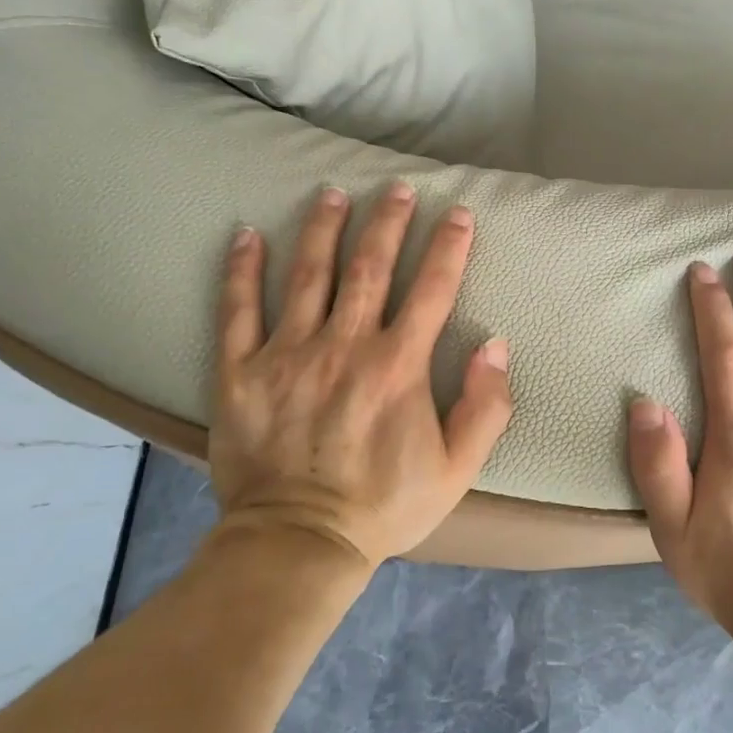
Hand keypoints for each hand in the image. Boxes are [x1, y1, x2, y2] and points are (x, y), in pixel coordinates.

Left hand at [208, 183, 513, 569]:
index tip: (458, 213)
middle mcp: (345, 346)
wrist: (298, 544)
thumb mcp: (458, 469)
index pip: (431, 289)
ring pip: (308, 275)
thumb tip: (495, 345)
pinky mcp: (241, 372)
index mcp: (397, 365)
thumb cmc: (384, 506)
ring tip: (332, 193)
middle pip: (369, 267)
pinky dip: (242, 270)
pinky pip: (237, 310)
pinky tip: (247, 234)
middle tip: (396, 188)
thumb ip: (486, 406)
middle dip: (388, 222)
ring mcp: (288, 354)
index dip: (448, 246)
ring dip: (323, 229)